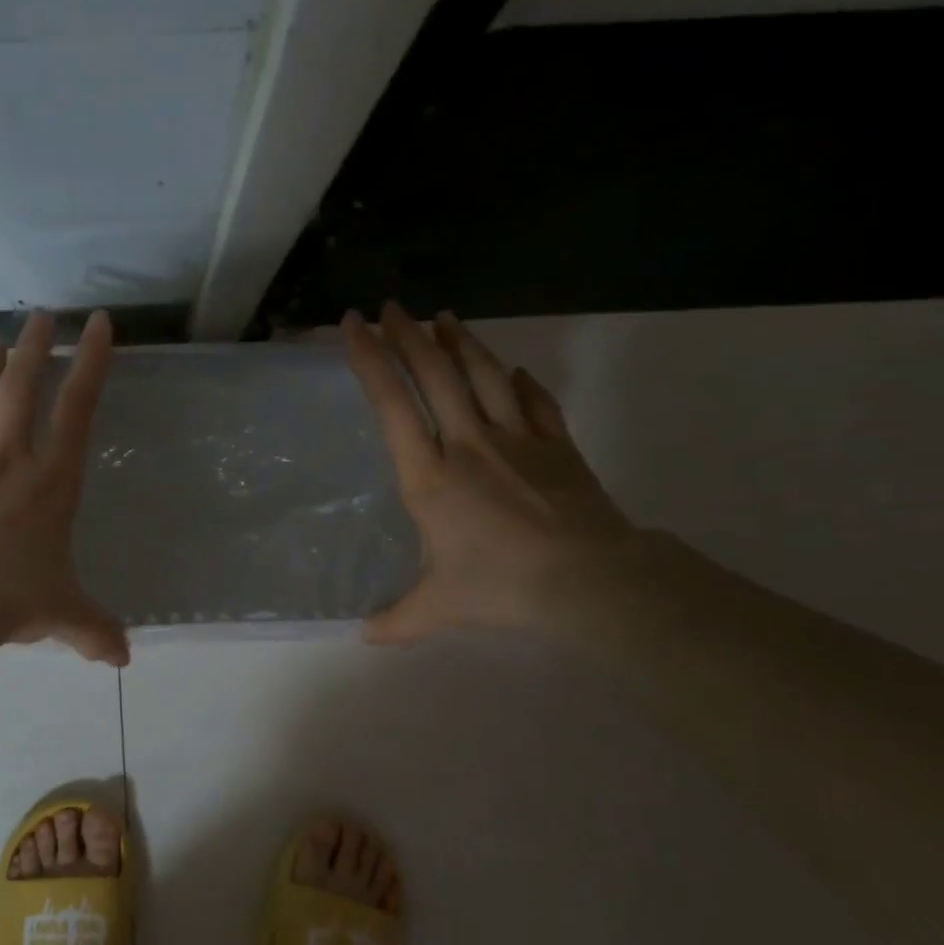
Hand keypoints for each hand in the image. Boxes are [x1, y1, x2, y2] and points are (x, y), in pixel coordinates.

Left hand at [0, 310, 128, 665]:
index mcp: (52, 482)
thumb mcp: (67, 614)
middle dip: (35, 348)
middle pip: (21, 390)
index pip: (77, 409)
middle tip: (42, 316)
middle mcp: (11, 462)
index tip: (98, 324)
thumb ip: (97, 631)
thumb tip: (124, 659)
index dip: (90, 362)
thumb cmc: (16, 598)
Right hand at [343, 303, 635, 641]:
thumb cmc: (502, 587)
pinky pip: (534, 401)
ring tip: (443, 317)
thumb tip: (364, 636)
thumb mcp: (438, 608)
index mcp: (430, 476)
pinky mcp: (557, 445)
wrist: (589, 580)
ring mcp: (517, 439)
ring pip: (483, 374)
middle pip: (435, 373)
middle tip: (391, 308)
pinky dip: (519, 381)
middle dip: (408, 335)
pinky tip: (512, 370)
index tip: (354, 325)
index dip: (370, 358)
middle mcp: (468, 444)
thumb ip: (398, 619)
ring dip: (460, 342)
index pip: (392, 403)